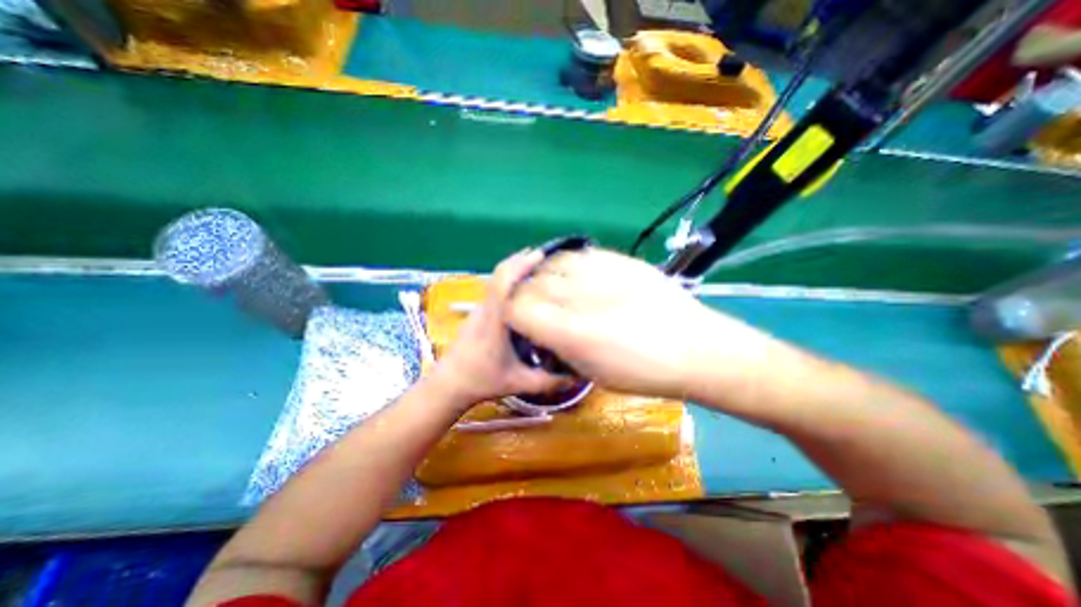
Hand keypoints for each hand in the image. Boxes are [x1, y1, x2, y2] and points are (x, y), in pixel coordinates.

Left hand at [429, 249, 564, 409]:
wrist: (449, 382)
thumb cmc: (482, 381)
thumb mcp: (519, 383)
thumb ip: (549, 381)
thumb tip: (578, 377)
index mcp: (495, 321)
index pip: (503, 283)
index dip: (520, 265)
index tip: (540, 256)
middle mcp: (486, 308)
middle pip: (499, 274)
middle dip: (521, 261)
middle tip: (546, 257)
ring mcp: (480, 308)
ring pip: (495, 279)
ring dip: (514, 268)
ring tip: (538, 267)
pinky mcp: (479, 312)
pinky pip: (495, 287)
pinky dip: (509, 278)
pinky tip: (524, 286)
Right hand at [508, 250, 776, 401]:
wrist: (697, 347)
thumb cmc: (644, 371)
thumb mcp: (591, 372)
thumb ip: (558, 346)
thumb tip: (540, 328)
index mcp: (570, 331)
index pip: (515, 308)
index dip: (513, 314)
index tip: (522, 322)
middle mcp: (579, 296)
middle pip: (531, 284)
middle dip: (527, 296)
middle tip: (539, 307)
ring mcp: (600, 271)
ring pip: (552, 264)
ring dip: (547, 277)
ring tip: (558, 290)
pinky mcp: (619, 259)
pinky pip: (579, 255)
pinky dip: (570, 266)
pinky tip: (580, 277)